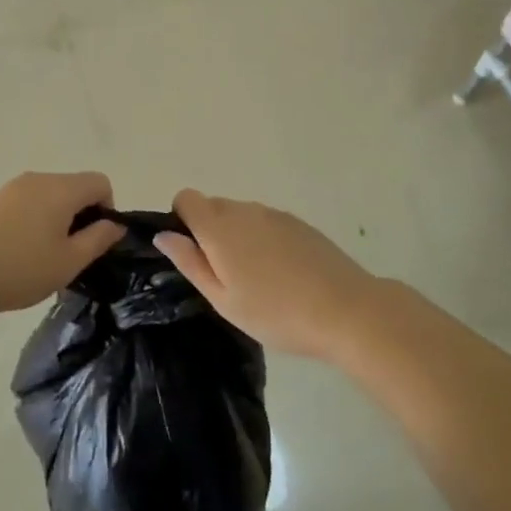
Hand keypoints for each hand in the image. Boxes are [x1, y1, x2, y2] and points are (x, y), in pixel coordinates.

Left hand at [0, 172, 124, 319]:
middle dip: (80, 217)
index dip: (107, 210)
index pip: (100, 182)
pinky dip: (33, 222)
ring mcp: (12, 187)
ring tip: (42, 260)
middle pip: (74, 187)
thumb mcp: (68, 262)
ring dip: (56, 221)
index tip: (93, 242)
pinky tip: (17, 255)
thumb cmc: (18, 268)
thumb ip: (98, 240)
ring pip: (49, 197)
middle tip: (69, 257)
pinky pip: (27, 204)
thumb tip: (115, 224)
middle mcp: (39, 178)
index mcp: (61, 188)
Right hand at [154, 190, 380, 359]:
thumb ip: (190, 262)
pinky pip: (266, 223)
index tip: (193, 253)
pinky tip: (282, 274)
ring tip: (257, 280)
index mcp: (219, 226)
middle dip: (210, 232)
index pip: (186, 198)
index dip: (182, 220)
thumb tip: (164, 234)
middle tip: (225, 276)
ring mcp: (274, 214)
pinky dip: (263, 240)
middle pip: (213, 206)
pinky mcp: (299, 223)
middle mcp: (244, 209)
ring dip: (238, 237)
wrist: (346, 310)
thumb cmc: (276, 312)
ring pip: (241, 215)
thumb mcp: (223, 299)